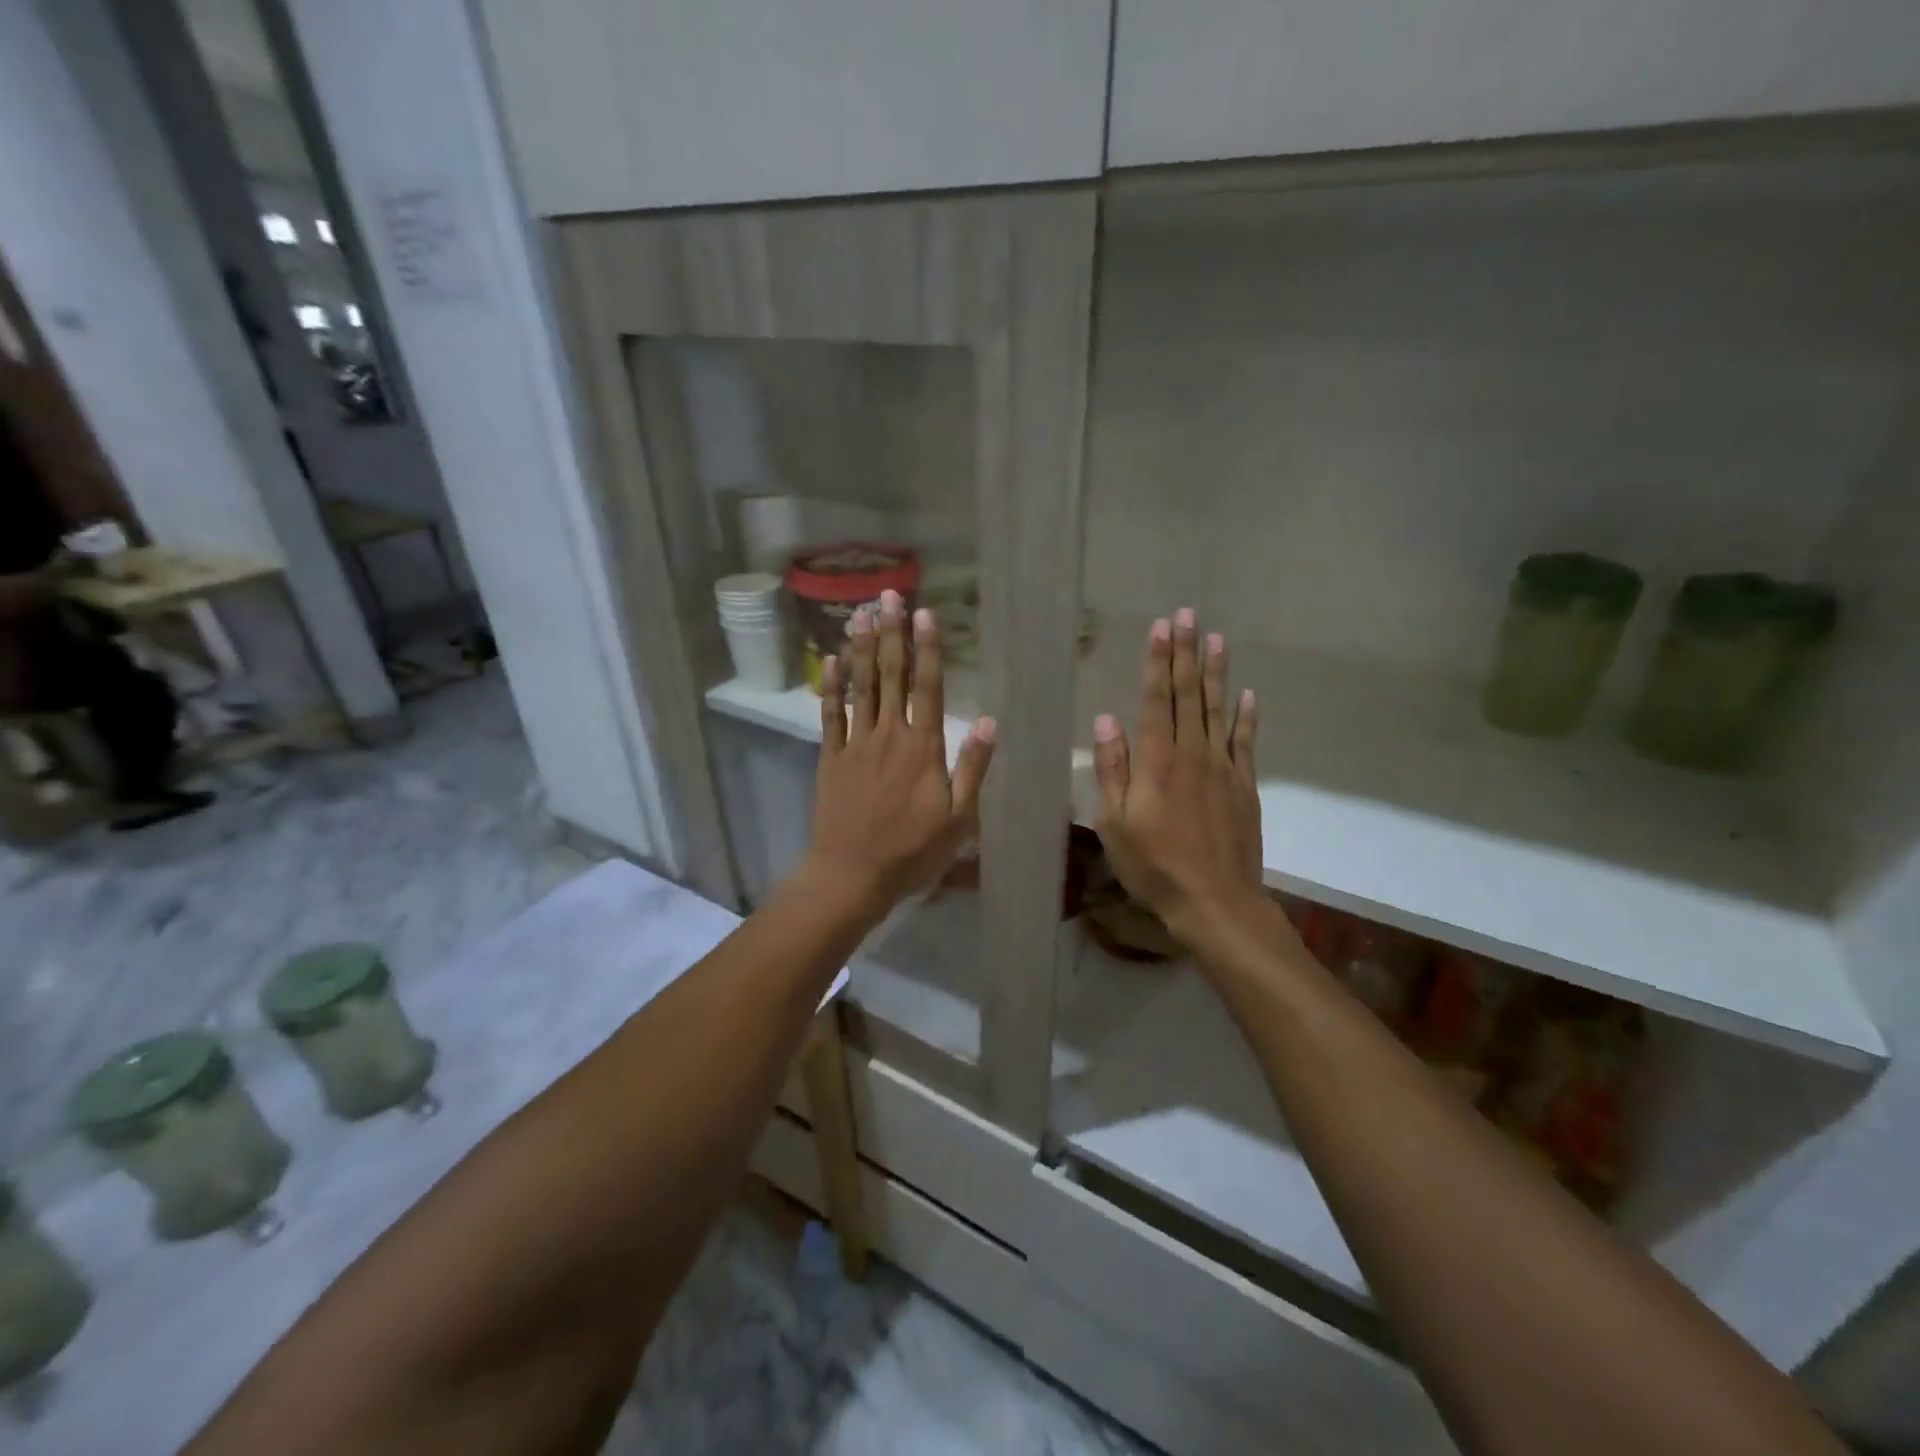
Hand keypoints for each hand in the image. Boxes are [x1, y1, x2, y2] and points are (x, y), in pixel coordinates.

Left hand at [802, 589, 995, 920]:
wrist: (851, 875)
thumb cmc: (911, 851)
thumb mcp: (958, 818)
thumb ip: (972, 767)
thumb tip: (988, 720)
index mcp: (923, 748)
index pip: (927, 687)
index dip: (927, 648)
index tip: (925, 613)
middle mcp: (888, 735)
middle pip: (891, 676)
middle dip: (893, 634)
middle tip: (889, 596)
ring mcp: (855, 744)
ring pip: (861, 687)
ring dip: (863, 649)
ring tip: (861, 613)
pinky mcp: (831, 757)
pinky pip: (830, 714)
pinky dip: (832, 686)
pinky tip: (833, 660)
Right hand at [1092, 609, 1263, 947]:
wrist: (1215, 901)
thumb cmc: (1154, 865)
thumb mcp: (1115, 823)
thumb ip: (1111, 769)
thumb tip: (1106, 719)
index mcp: (1157, 761)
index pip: (1156, 699)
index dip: (1157, 661)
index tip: (1160, 627)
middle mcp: (1192, 754)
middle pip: (1189, 694)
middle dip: (1186, 653)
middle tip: (1187, 615)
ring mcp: (1223, 768)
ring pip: (1218, 710)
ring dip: (1216, 672)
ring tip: (1216, 638)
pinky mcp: (1245, 786)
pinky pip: (1245, 742)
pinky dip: (1247, 716)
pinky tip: (1248, 695)